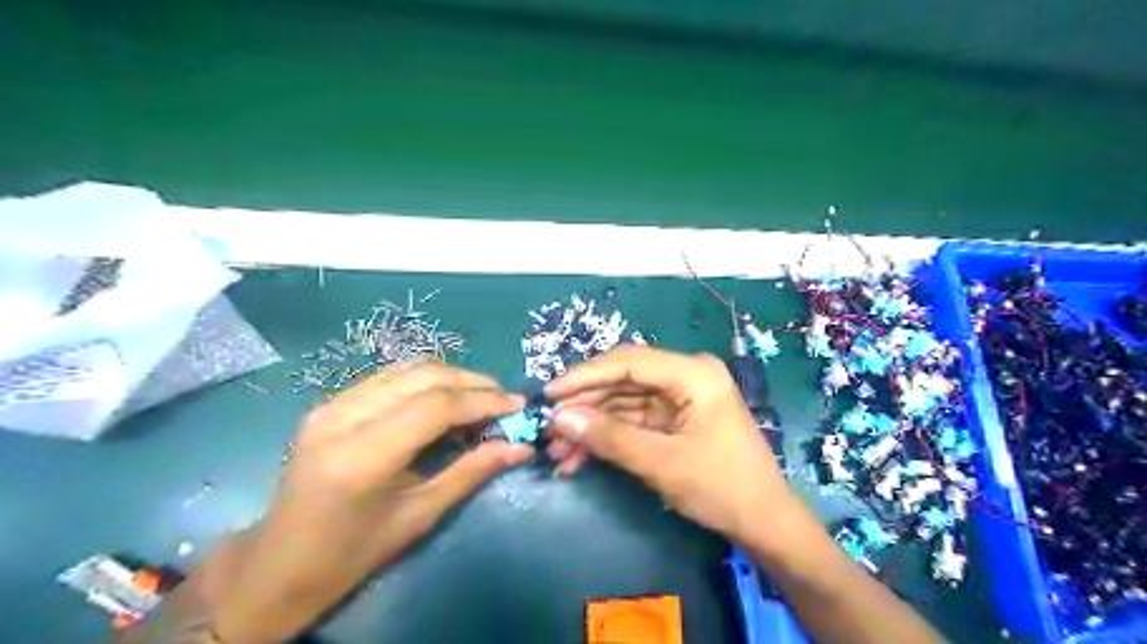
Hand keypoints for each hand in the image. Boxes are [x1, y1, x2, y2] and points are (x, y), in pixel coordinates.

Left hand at [214, 363, 532, 643]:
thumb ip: (471, 472)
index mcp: (362, 456)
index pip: (435, 407)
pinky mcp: (330, 403)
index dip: (482, 400)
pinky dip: (426, 381)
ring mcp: (331, 405)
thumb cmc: (354, 551)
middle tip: (504, 399)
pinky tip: (445, 398)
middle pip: (423, 377)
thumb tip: (521, 447)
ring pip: (407, 369)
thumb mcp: (420, 516)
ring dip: (451, 377)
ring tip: (481, 397)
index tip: (517, 405)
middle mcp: (342, 418)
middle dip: (472, 383)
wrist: (280, 562)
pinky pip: (390, 377)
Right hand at [543, 347, 799, 547]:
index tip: (548, 394)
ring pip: (622, 402)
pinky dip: (607, 437)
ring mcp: (679, 397)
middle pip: (622, 380)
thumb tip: (559, 418)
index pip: (628, 362)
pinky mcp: (674, 418)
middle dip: (584, 405)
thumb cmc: (721, 487)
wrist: (763, 522)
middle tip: (547, 427)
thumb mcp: (662, 463)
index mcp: (693, 374)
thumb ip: (610, 437)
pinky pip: (632, 420)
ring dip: (591, 425)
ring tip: (557, 451)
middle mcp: (685, 376)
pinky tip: (579, 458)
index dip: (584, 376)